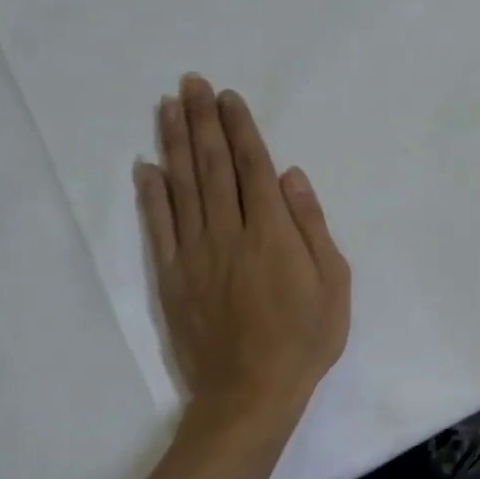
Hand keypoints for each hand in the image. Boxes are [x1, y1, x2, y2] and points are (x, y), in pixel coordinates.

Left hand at [135, 75, 351, 425]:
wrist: (249, 395)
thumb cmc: (304, 338)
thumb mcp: (333, 283)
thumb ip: (311, 226)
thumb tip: (291, 176)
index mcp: (271, 232)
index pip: (252, 167)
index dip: (240, 128)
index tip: (228, 97)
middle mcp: (228, 233)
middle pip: (213, 166)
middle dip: (203, 120)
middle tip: (191, 83)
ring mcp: (195, 254)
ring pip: (183, 187)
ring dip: (176, 143)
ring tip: (168, 107)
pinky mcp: (171, 277)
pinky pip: (158, 227)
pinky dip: (151, 194)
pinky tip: (146, 166)